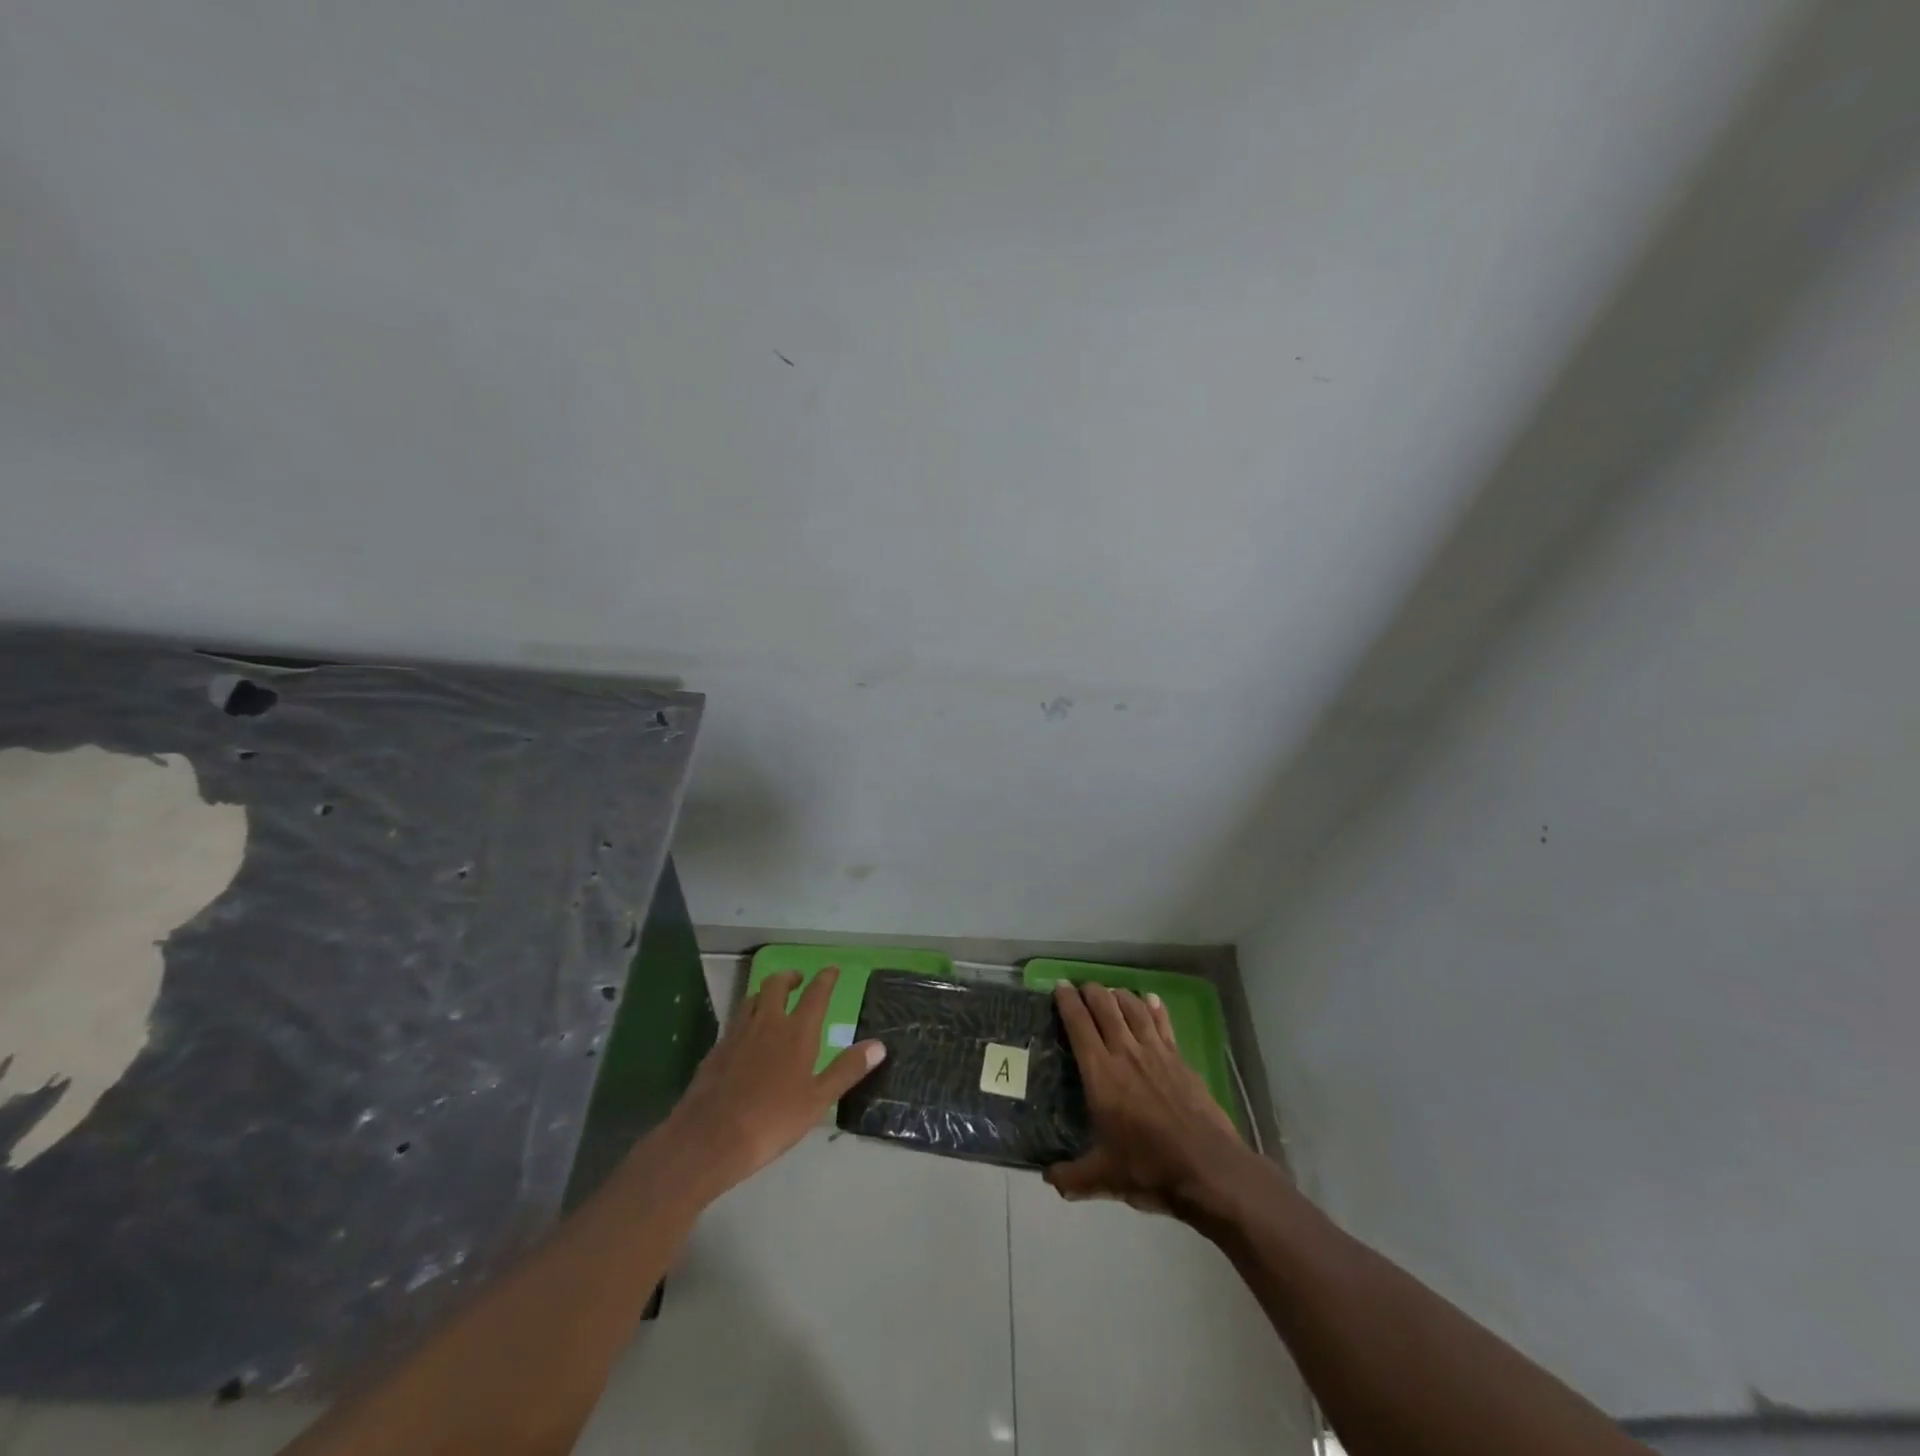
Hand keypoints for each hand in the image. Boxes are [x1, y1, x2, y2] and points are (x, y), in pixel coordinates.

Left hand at [657, 967, 885, 1200]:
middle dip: (790, 977)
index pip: (815, 994)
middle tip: (798, 979)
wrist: (710, 1138)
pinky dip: (747, 1017)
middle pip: (777, 985)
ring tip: (772, 1000)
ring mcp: (738, 1033)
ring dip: (765, 993)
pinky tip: (747, 1035)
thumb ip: (847, 1070)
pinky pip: (735, 1021)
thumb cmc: (772, 1120)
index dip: (826, 978)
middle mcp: (767, 1023)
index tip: (832, 969)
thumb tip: (879, 1045)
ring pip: (752, 998)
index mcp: (796, 1032)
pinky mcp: (717, 1049)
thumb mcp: (818, 1100)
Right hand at [1047, 981, 1249, 1215]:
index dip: (1067, 1002)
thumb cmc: (1151, 1169)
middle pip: (1106, 1007)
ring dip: (1120, 995)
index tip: (1059, 986)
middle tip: (1081, 987)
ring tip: (1111, 991)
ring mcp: (1157, 1053)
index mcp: (1101, 1074)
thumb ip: (1073, 1177)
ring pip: (1134, 1009)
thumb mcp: (1105, 1178)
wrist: (1209, 1169)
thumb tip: (1048, 1180)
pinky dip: (1154, 1008)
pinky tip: (1151, 999)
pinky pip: (1163, 1024)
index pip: (1079, 1025)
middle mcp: (1126, 1054)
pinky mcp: (1180, 1060)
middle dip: (1091, 991)